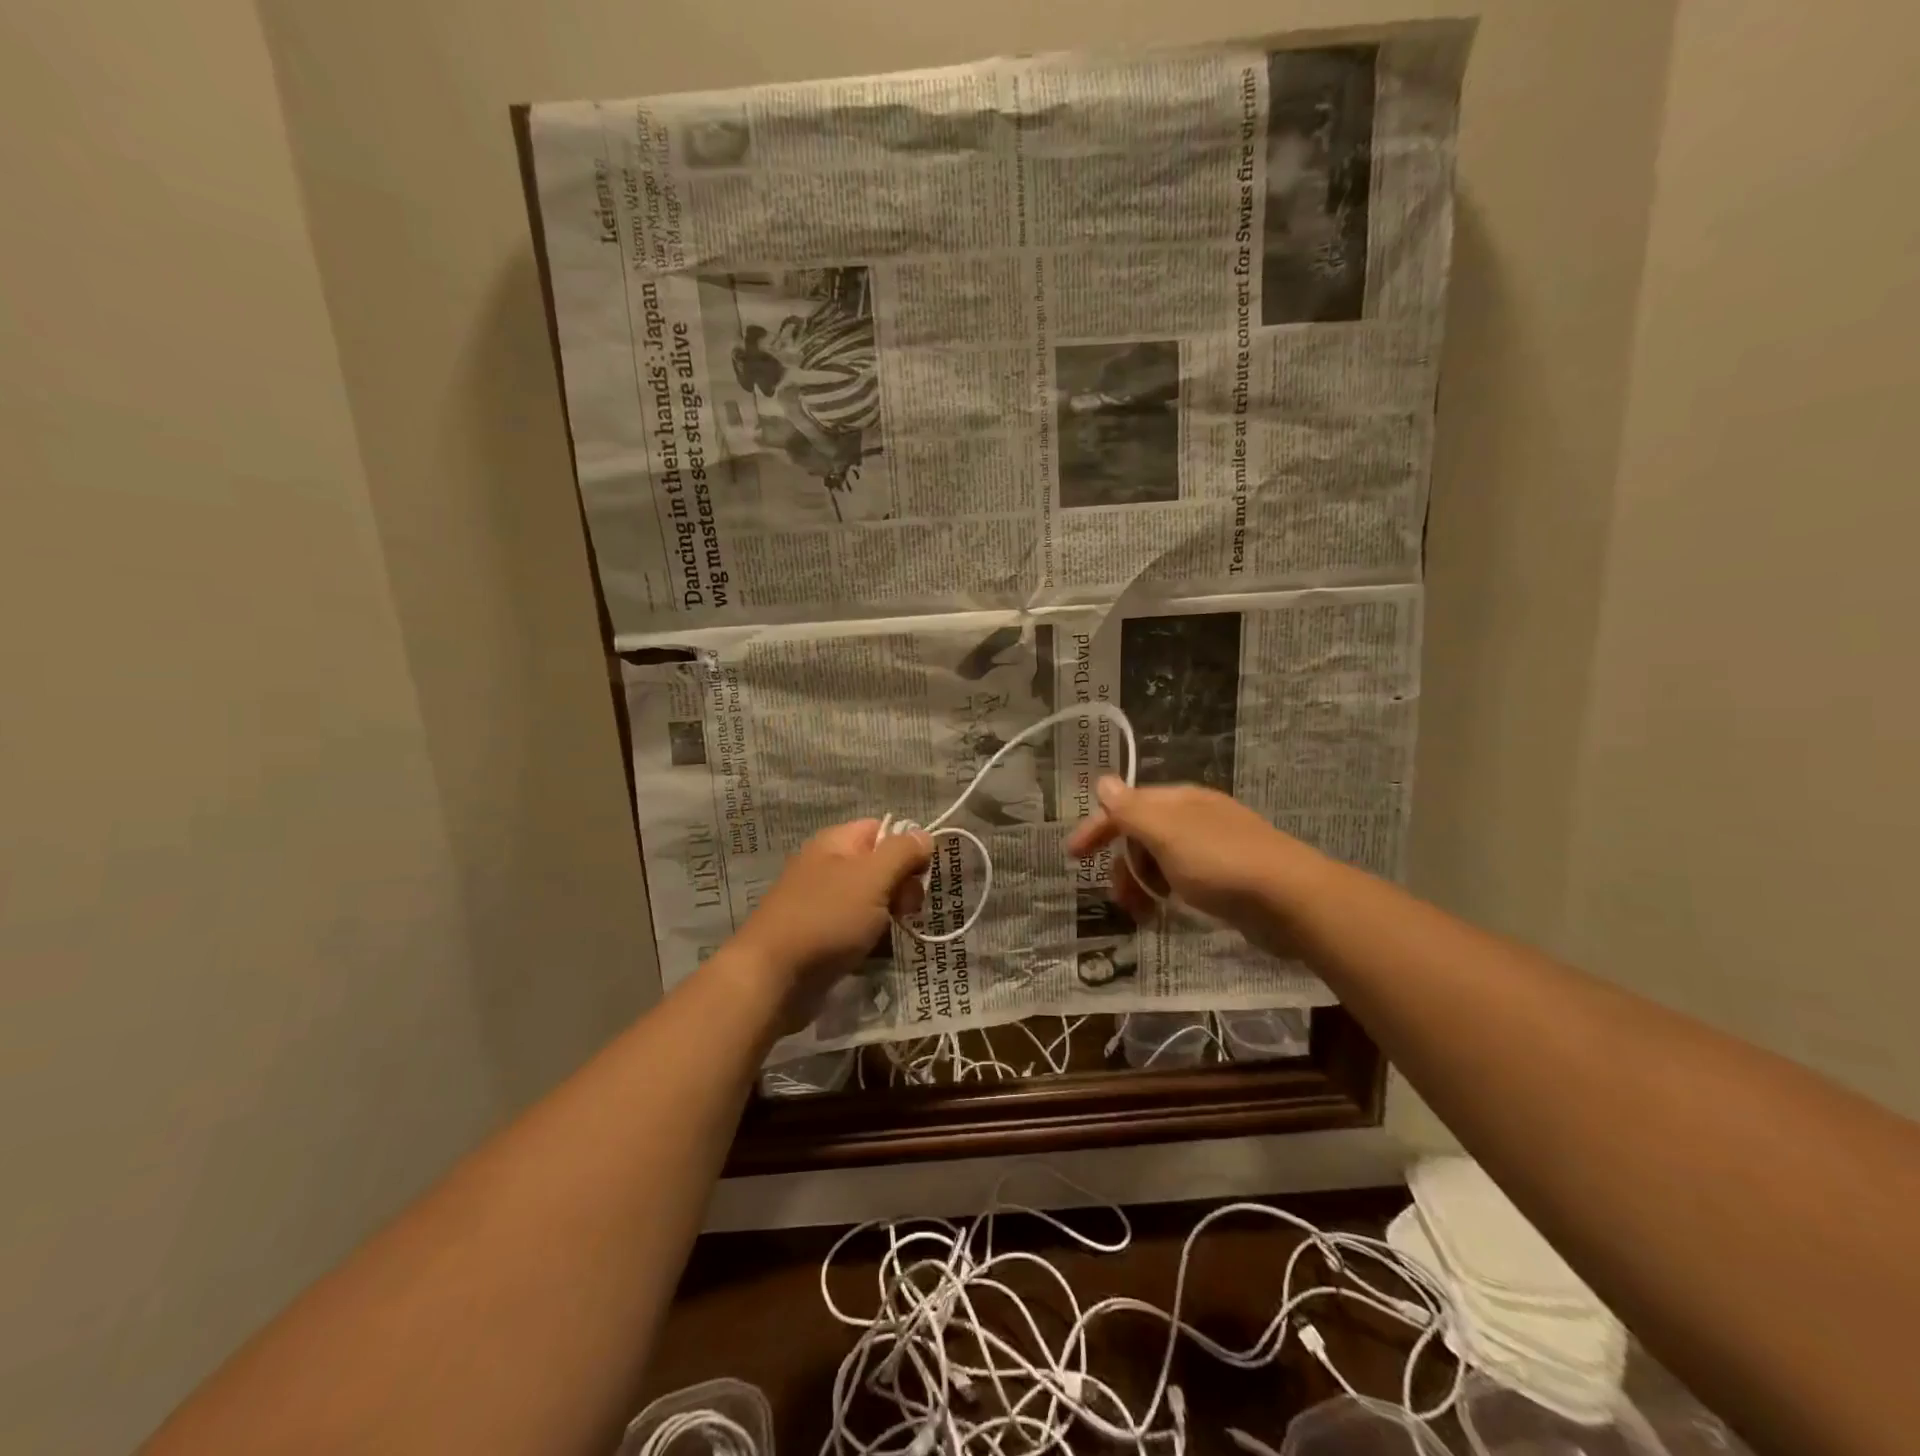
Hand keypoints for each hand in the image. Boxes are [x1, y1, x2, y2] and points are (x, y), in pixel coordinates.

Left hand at [728, 819, 930, 1028]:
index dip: (906, 848)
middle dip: (901, 889)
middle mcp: (828, 868)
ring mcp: (823, 904)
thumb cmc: (826, 919)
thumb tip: (923, 836)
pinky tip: (876, 956)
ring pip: (873, 903)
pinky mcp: (822, 938)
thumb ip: (902, 853)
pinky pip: (858, 931)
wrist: (772, 979)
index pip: (882, 829)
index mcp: (836, 843)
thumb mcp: (872, 878)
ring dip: (889, 920)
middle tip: (904, 912)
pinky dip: (871, 942)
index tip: (918, 876)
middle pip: (881, 867)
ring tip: (889, 938)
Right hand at [1065, 777, 1320, 953]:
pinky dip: (1168, 893)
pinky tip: (1169, 912)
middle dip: (1123, 865)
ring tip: (1142, 915)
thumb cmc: (1220, 863)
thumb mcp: (1166, 833)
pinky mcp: (1230, 877)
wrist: (1292, 900)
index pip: (1126, 806)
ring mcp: (1215, 847)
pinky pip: (1184, 879)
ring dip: (1143, 884)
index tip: (1074, 856)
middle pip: (1143, 835)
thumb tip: (1104, 782)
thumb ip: (1131, 810)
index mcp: (1179, 801)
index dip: (1097, 828)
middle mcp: (1195, 818)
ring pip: (1162, 860)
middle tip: (1119, 898)